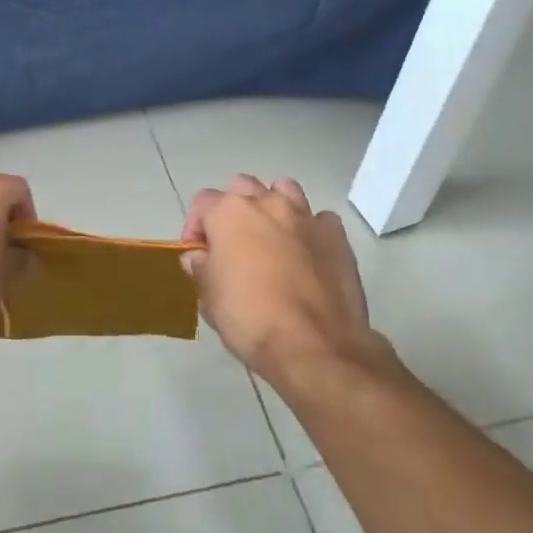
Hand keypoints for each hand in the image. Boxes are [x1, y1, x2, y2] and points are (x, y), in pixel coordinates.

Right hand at [181, 175, 385, 385]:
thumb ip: (200, 268)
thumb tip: (197, 257)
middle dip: (234, 208)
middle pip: (242, 187)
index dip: (196, 226)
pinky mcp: (336, 236)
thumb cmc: (250, 318)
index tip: (198, 254)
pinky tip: (308, 253)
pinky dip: (311, 230)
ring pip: (284, 190)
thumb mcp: (209, 298)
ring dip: (273, 206)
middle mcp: (266, 203)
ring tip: (271, 237)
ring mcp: (305, 217)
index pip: (202, 202)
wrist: (315, 346)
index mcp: (229, 213)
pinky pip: (320, 220)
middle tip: (233, 242)